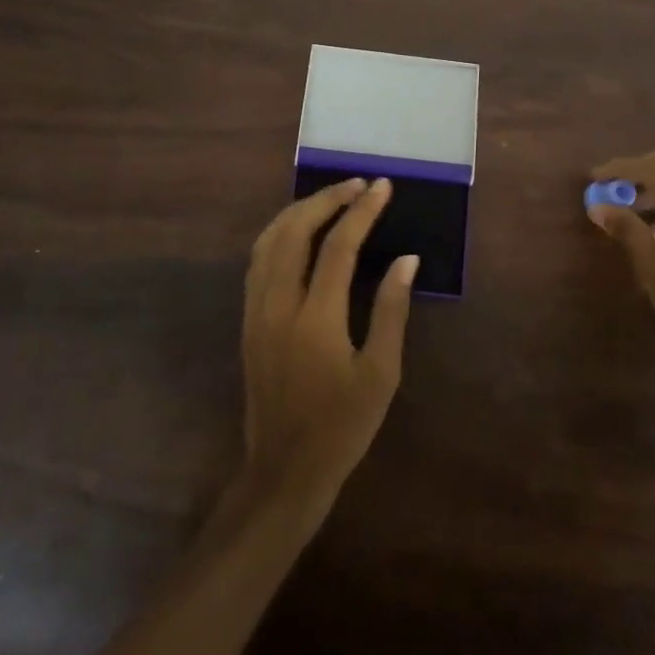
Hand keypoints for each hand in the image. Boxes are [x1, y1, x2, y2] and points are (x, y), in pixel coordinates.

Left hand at [238, 177, 417, 517]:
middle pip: (295, 231)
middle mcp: (279, 305)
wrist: (284, 470)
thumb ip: (392, 310)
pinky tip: (299, 230)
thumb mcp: (381, 374)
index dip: (362, 211)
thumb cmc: (342, 426)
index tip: (382, 187)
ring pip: (269, 241)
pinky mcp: (248, 321)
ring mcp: (257, 311)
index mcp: (316, 319)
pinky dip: (279, 233)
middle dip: (326, 199)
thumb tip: (406, 259)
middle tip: (357, 184)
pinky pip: (258, 261)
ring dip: (299, 211)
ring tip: (330, 198)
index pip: (339, 246)